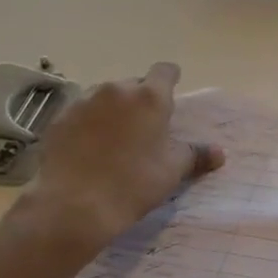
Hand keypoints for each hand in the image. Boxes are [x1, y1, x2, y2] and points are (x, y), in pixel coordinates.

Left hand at [11, 62, 223, 252]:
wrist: (72, 206)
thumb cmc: (133, 184)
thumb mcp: (172, 171)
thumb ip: (196, 155)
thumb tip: (219, 153)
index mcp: (150, 97)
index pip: (165, 71)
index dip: (170, 80)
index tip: (171, 95)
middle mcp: (116, 90)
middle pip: (134, 85)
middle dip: (140, 101)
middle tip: (143, 130)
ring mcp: (83, 102)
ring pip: (104, 98)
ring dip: (112, 111)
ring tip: (113, 141)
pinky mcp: (58, 119)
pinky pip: (80, 114)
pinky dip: (87, 125)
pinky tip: (87, 150)